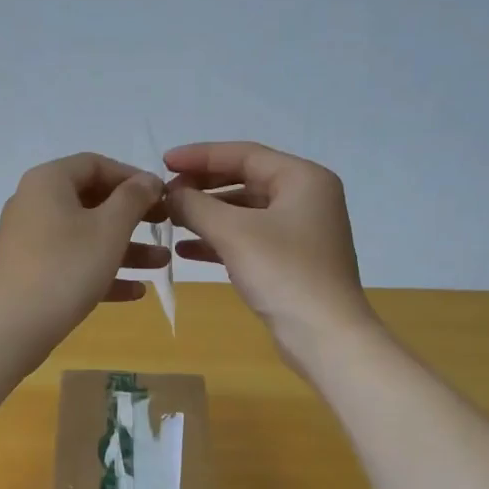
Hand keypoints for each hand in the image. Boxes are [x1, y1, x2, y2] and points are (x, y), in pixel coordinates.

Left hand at [0, 153, 168, 361]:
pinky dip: (101, 272)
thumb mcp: (110, 228)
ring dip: (125, 247)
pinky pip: (71, 263)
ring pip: (85, 236)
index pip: (96, 164)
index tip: (163, 196)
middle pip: (91, 201)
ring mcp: (28, 240)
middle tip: (166, 226)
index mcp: (48, 181)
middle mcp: (33, 203)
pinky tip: (135, 292)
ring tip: (161, 262)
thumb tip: (148, 180)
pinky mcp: (29, 273)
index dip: (133, 177)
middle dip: (133, 216)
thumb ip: (134, 198)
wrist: (12, 327)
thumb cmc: (66, 267)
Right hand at [164, 141, 376, 368]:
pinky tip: (186, 250)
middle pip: (245, 179)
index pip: (244, 154)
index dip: (200, 156)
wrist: (324, 334)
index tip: (164, 161)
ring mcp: (300, 231)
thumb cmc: (282, 273)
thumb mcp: (233, 232)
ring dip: (207, 214)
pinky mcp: (291, 260)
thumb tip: (171, 193)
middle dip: (203, 186)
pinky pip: (249, 238)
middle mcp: (306, 197)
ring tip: (171, 219)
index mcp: (302, 178)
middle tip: (166, 193)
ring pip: (245, 211)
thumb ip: (196, 205)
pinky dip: (219, 240)